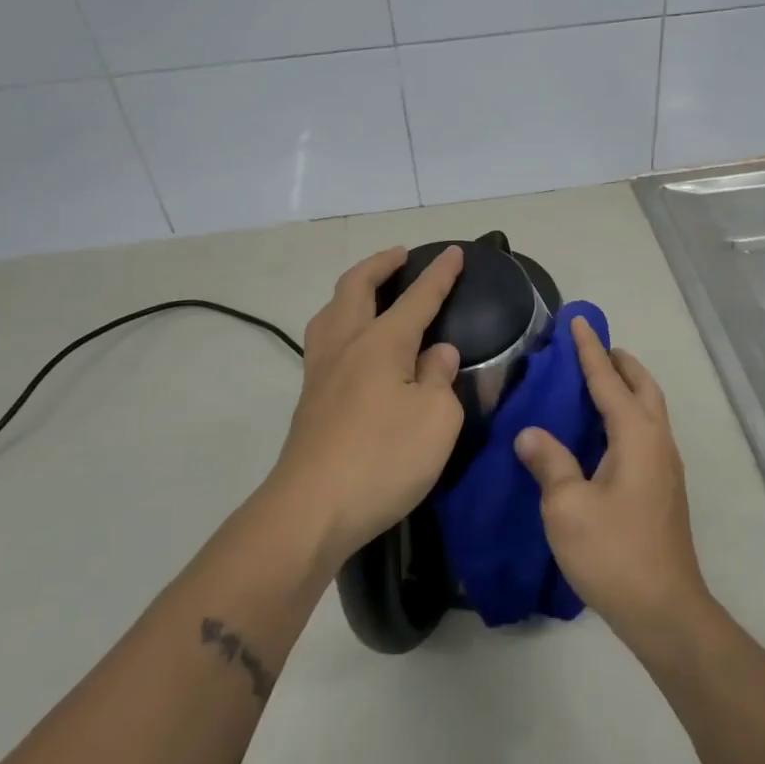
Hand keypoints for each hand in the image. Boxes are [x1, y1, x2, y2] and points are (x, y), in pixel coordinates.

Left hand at [266, 245, 465, 567]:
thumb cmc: (383, 459)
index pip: (417, 298)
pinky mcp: (309, 399)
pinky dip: (340, 321)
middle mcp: (346, 345)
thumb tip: (436, 353)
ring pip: (330, 311)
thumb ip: (440, 379)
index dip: (439, 275)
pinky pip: (324, 339)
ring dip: (352, 290)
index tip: (455, 253)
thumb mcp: (436, 420)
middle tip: (399, 256)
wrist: (311, 510)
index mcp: (382, 343)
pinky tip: (352, 344)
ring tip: (369, 291)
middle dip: (380, 265)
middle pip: (356, 288)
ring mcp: (321, 371)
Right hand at [514, 318, 710, 645]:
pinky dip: (628, 413)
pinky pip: (647, 431)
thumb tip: (530, 434)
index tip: (577, 321)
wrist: (664, 608)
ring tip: (598, 382)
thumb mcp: (567, 507)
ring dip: (627, 387)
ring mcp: (666, 466)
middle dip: (619, 362)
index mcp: (636, 436)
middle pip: (643, 387)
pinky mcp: (665, 487)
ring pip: (650, 409)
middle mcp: (657, 442)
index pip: (609, 381)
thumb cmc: (613, 553)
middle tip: (591, 349)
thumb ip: (549, 463)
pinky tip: (605, 432)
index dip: (589, 351)